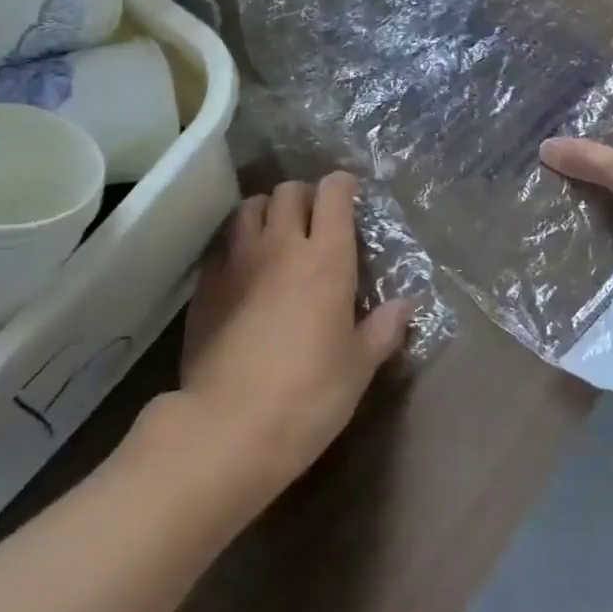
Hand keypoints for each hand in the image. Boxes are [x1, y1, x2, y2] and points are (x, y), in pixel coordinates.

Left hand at [177, 173, 410, 499]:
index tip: (348, 195)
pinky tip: (242, 267)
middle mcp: (281, 246)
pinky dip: (237, 243)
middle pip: (288, 191)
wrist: (229, 426)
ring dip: (266, 210)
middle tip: (313, 218)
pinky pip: (223, 243)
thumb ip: (383, 329)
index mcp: (326, 259)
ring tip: (274, 232)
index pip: (333, 194)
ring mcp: (237, 260)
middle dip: (304, 195)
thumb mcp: (358, 368)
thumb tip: (406, 305)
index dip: (342, 185)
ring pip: (249, 207)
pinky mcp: (206, 283)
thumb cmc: (309, 396)